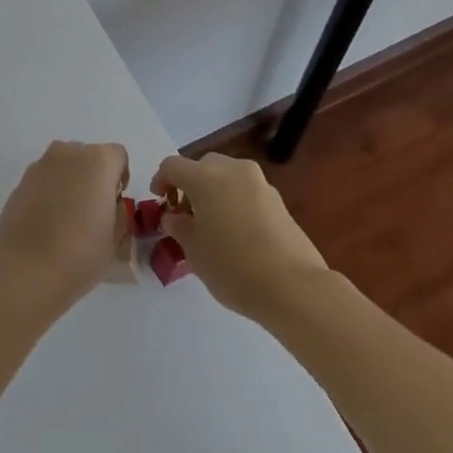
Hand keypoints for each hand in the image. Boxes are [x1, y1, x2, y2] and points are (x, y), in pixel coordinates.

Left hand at [0, 141, 130, 305]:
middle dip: (94, 177)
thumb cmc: (80, 255)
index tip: (114, 204)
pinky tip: (47, 222)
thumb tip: (109, 204)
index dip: (120, 178)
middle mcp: (68, 153)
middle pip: (89, 157)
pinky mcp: (20, 181)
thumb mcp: (116, 238)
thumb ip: (119, 212)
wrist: (26, 271)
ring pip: (64, 166)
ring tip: (67, 218)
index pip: (118, 156)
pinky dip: (49, 192)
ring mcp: (40, 165)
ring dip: (70, 182)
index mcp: (98, 161)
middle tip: (93, 211)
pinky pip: (44, 179)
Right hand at [153, 153, 329, 320]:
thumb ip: (179, 227)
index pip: (173, 166)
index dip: (161, 180)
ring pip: (226, 176)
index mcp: (205, 177)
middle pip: (202, 166)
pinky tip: (236, 231)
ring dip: (213, 191)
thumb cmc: (233, 267)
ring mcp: (258, 182)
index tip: (159, 201)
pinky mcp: (277, 199)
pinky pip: (245, 190)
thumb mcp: (194, 251)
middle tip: (185, 214)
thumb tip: (174, 217)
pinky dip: (234, 201)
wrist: (293, 286)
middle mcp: (232, 170)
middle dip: (189, 185)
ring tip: (211, 224)